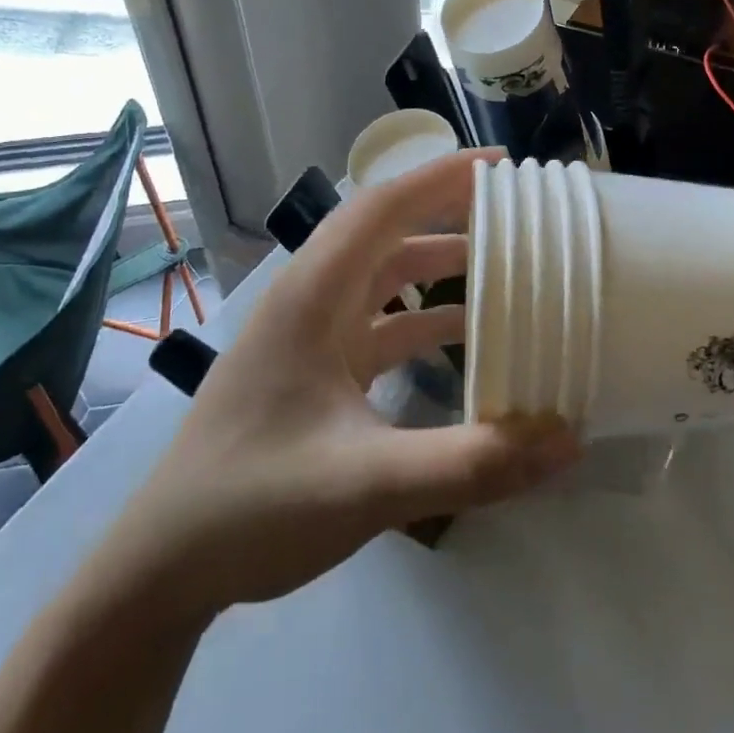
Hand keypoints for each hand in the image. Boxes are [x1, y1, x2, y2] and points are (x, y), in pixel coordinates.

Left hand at [102, 148, 580, 617]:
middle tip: (516, 212)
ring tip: (505, 270)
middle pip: (386, 232)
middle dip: (448, 212)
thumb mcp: (369, 485)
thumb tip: (568, 439)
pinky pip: (379, 324)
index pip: (383, 206)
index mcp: (312, 296)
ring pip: (383, 278)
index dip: (442, 176)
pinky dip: (423, 320)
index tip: (503, 166)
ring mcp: (309, 336)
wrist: (165, 566)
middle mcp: (310, 301)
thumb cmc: (254, 505)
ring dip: (438, 267)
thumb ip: (471, 463)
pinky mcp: (314, 370)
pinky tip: (464, 343)